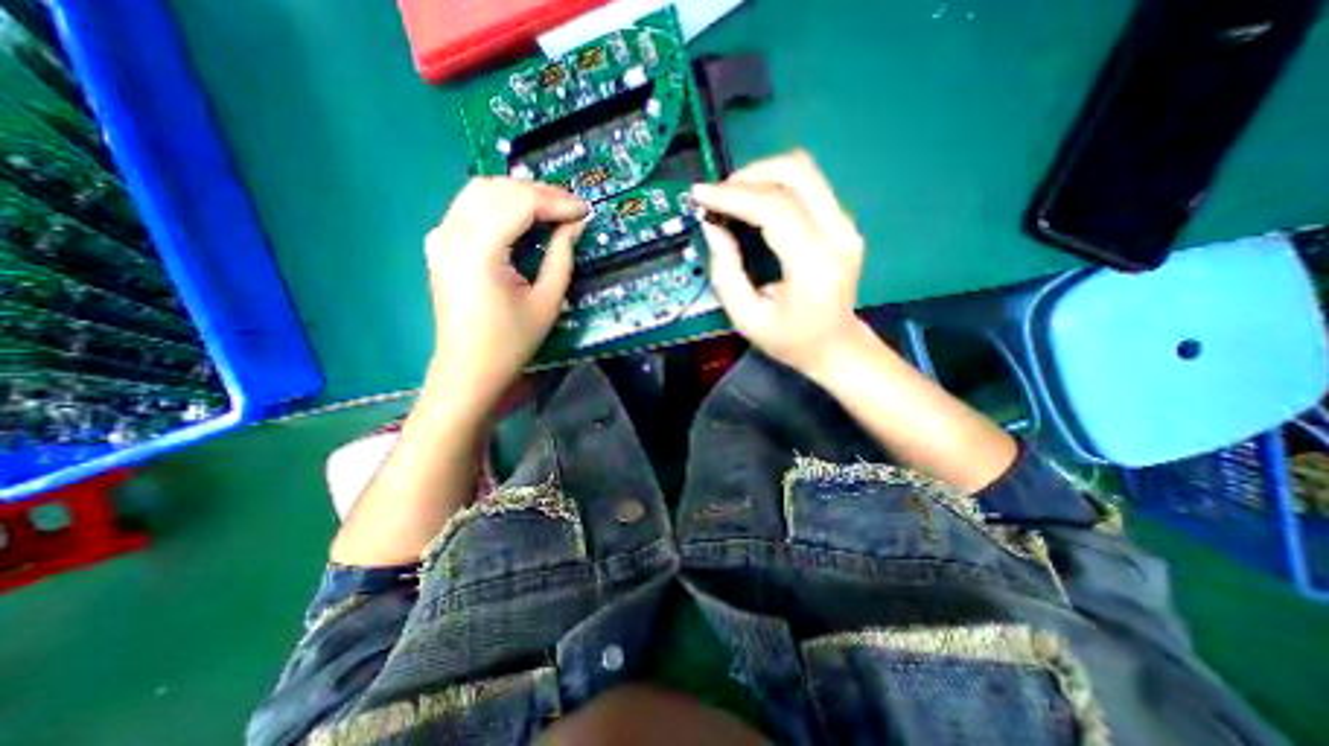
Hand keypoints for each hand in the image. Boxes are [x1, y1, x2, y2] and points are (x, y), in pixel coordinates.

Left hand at [420, 178, 584, 416]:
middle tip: (571, 208)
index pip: (520, 202)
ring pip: (478, 191)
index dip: (557, 201)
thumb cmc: (511, 342)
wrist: (469, 369)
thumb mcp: (547, 302)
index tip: (586, 210)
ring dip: (517, 193)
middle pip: (498, 188)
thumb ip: (562, 257)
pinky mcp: (439, 246)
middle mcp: (453, 233)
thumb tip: (575, 224)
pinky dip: (495, 203)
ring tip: (549, 209)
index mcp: (480, 249)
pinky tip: (514, 219)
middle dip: (539, 192)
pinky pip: (465, 208)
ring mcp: (441, 237)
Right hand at [698, 150, 872, 380]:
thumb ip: (725, 272)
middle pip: (795, 172)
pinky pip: (808, 185)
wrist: (836, 347)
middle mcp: (838, 236)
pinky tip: (753, 204)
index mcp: (814, 265)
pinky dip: (775, 186)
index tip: (699, 194)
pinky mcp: (844, 222)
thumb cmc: (790, 341)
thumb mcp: (746, 318)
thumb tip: (711, 225)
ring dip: (761, 175)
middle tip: (717, 197)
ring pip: (804, 170)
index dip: (733, 195)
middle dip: (748, 176)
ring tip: (732, 198)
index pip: (775, 208)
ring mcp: (847, 225)